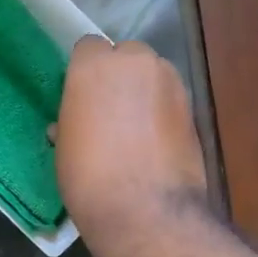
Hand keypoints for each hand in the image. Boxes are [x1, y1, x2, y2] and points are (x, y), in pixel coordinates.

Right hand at [54, 37, 208, 243]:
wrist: (144, 209)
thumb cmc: (88, 176)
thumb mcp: (65, 146)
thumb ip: (71, 120)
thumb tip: (71, 126)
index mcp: (94, 65)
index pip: (89, 47)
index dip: (85, 70)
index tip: (81, 95)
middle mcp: (135, 62)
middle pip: (126, 55)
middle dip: (120, 75)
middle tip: (108, 110)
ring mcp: (170, 81)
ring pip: (153, 74)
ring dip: (144, 92)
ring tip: (135, 128)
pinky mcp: (192, 106)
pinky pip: (170, 98)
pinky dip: (163, 112)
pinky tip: (154, 141)